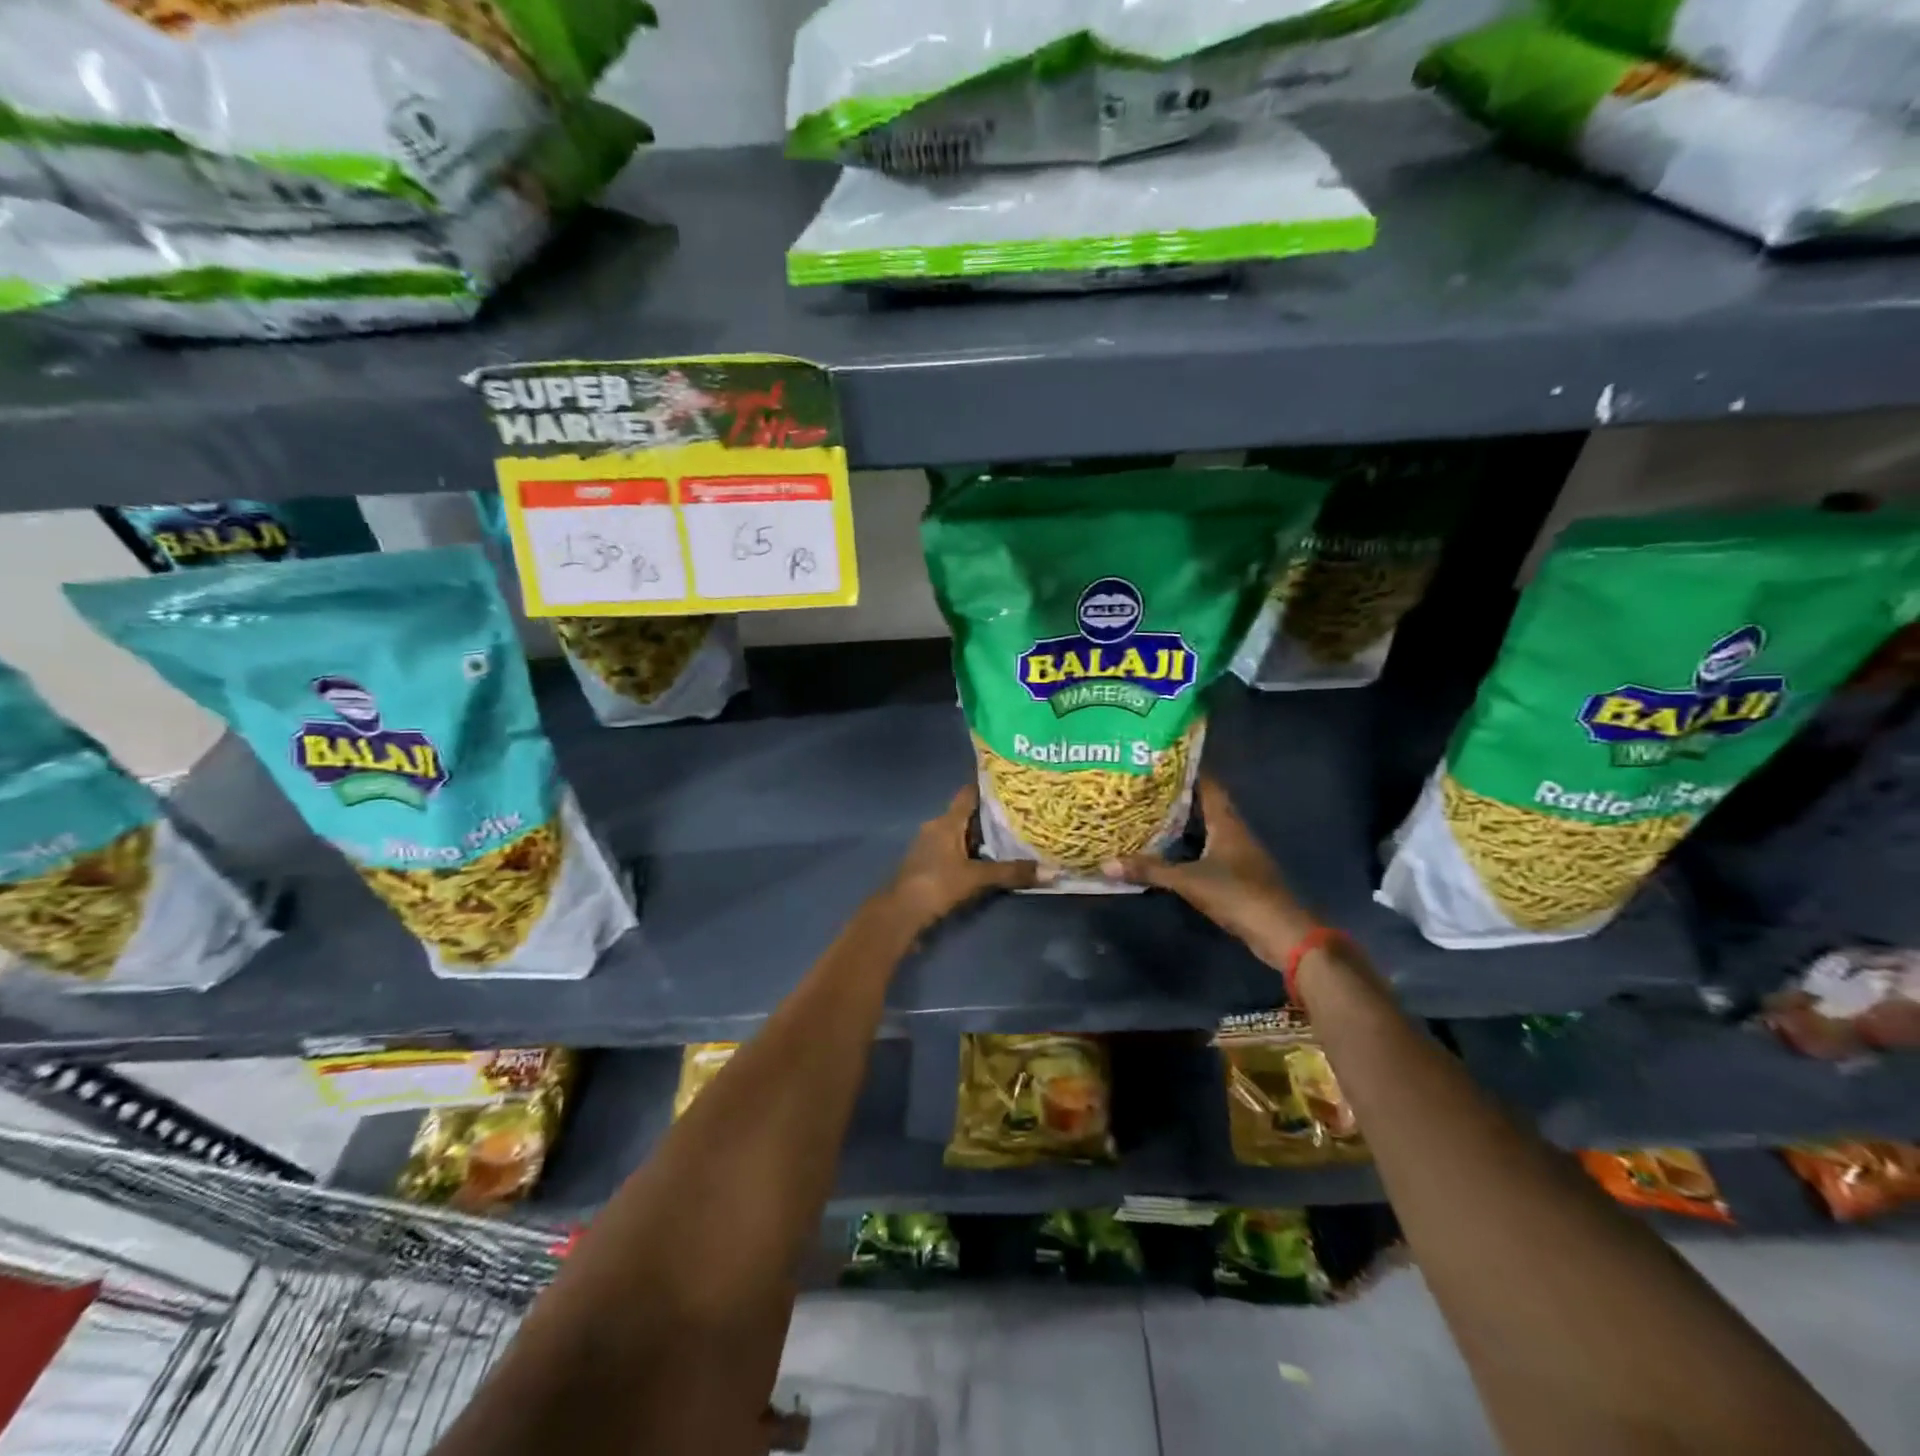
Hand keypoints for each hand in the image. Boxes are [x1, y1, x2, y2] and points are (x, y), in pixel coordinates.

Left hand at [885, 785, 1038, 930]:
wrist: (900, 913)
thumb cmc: (936, 885)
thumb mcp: (976, 878)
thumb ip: (1011, 872)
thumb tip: (1051, 870)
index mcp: (946, 822)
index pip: (969, 793)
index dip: (988, 785)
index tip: (1012, 782)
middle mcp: (937, 827)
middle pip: (968, 814)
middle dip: (992, 813)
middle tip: (1022, 812)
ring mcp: (930, 845)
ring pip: (961, 833)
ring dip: (982, 835)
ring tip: (1013, 835)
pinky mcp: (929, 863)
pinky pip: (955, 849)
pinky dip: (972, 851)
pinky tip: (990, 858)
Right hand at [1102, 776, 1314, 969]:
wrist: (1280, 932)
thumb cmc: (1238, 894)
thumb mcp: (1189, 881)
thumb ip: (1150, 870)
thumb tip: (1106, 863)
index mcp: (1226, 822)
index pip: (1207, 785)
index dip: (1186, 771)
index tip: (1158, 761)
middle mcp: (1233, 832)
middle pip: (1203, 805)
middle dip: (1176, 797)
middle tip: (1143, 788)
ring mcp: (1237, 854)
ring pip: (1204, 829)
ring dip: (1180, 823)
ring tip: (1146, 814)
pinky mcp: (1236, 875)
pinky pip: (1206, 851)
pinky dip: (1186, 847)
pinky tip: (1165, 851)